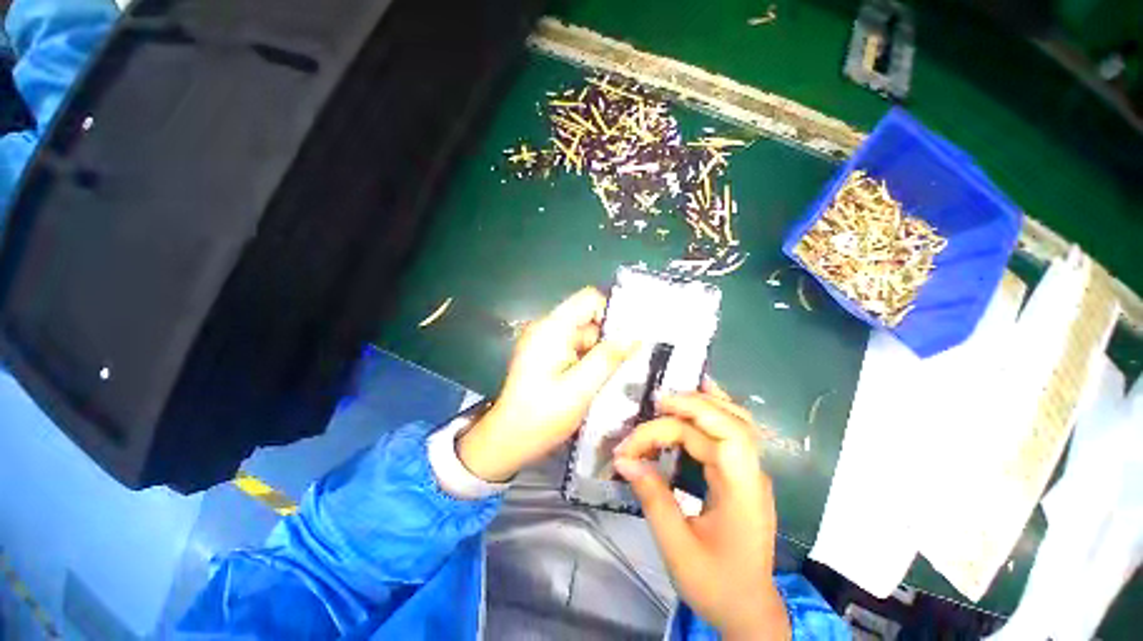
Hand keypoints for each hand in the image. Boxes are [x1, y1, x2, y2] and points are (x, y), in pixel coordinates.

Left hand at [457, 287, 635, 482]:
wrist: (508, 439)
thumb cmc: (542, 416)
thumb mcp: (580, 389)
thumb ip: (608, 359)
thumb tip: (634, 336)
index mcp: (552, 328)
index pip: (589, 299)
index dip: (611, 314)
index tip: (627, 339)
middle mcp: (547, 327)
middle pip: (588, 318)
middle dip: (608, 339)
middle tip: (624, 365)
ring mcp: (545, 341)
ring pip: (585, 335)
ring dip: (599, 352)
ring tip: (609, 377)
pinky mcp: (546, 354)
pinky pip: (576, 347)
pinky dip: (589, 360)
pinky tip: (594, 380)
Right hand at [613, 381, 790, 640]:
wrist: (750, 611)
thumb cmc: (716, 585)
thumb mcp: (677, 548)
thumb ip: (652, 498)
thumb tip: (625, 460)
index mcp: (743, 490)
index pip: (716, 436)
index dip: (677, 423)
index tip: (639, 435)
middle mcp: (752, 472)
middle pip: (726, 420)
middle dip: (687, 407)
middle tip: (652, 405)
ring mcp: (750, 471)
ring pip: (734, 419)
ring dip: (704, 403)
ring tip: (671, 398)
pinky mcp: (741, 473)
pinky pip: (729, 431)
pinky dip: (711, 412)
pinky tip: (694, 405)